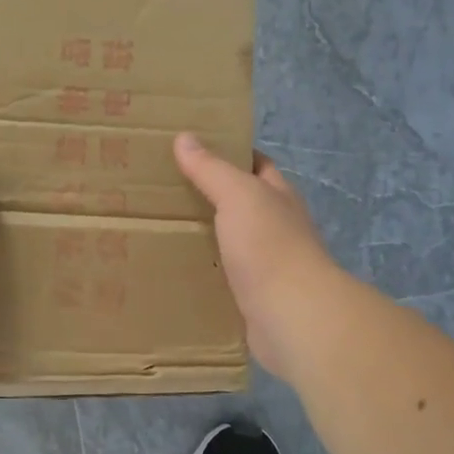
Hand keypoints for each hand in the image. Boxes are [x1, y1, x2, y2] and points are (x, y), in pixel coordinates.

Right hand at [174, 133, 341, 376]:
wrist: (292, 315)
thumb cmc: (269, 246)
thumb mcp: (238, 195)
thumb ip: (212, 169)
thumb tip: (185, 137)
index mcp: (278, 197)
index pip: (257, 165)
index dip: (230, 153)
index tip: (192, 150)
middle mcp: (277, 227)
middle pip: (242, 204)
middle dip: (210, 196)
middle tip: (165, 190)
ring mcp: (268, 264)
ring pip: (231, 242)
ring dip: (205, 237)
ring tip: (162, 228)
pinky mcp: (254, 298)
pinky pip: (224, 278)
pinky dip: (205, 272)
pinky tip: (176, 271)